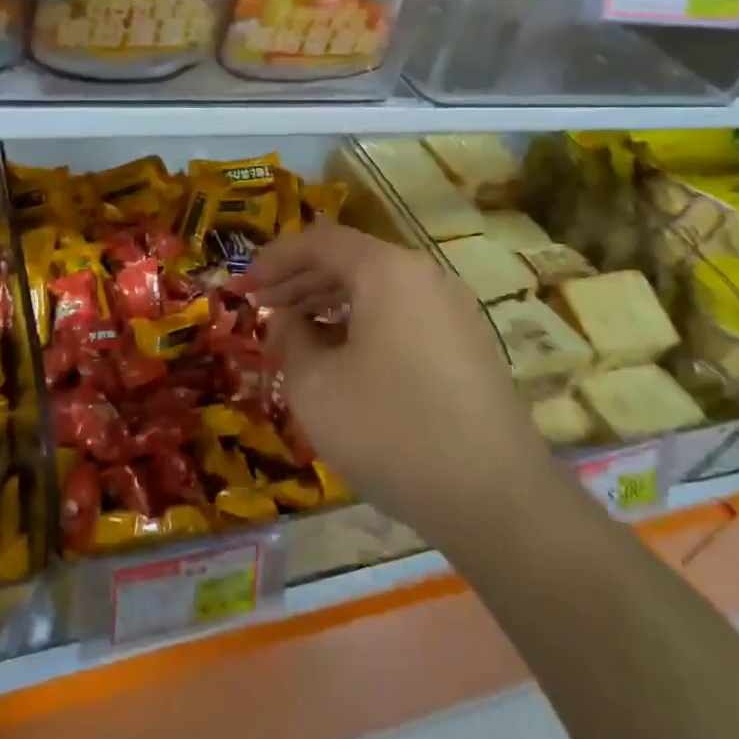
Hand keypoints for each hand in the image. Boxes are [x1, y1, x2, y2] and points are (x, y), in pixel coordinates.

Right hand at [239, 223, 549, 539]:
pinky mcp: (468, 346)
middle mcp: (425, 277)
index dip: (274, 259)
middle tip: (263, 309)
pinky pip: (403, 316)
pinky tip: (344, 360)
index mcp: (388, 270)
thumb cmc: (390, 429)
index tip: (244, 286)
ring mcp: (453, 311)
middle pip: (352, 261)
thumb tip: (286, 321)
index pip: (320, 241)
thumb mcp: (315, 385)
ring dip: (331, 305)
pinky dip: (364, 325)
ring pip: (379, 290)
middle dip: (300, 281)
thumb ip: (289, 339)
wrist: (495, 497)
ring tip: (296, 334)